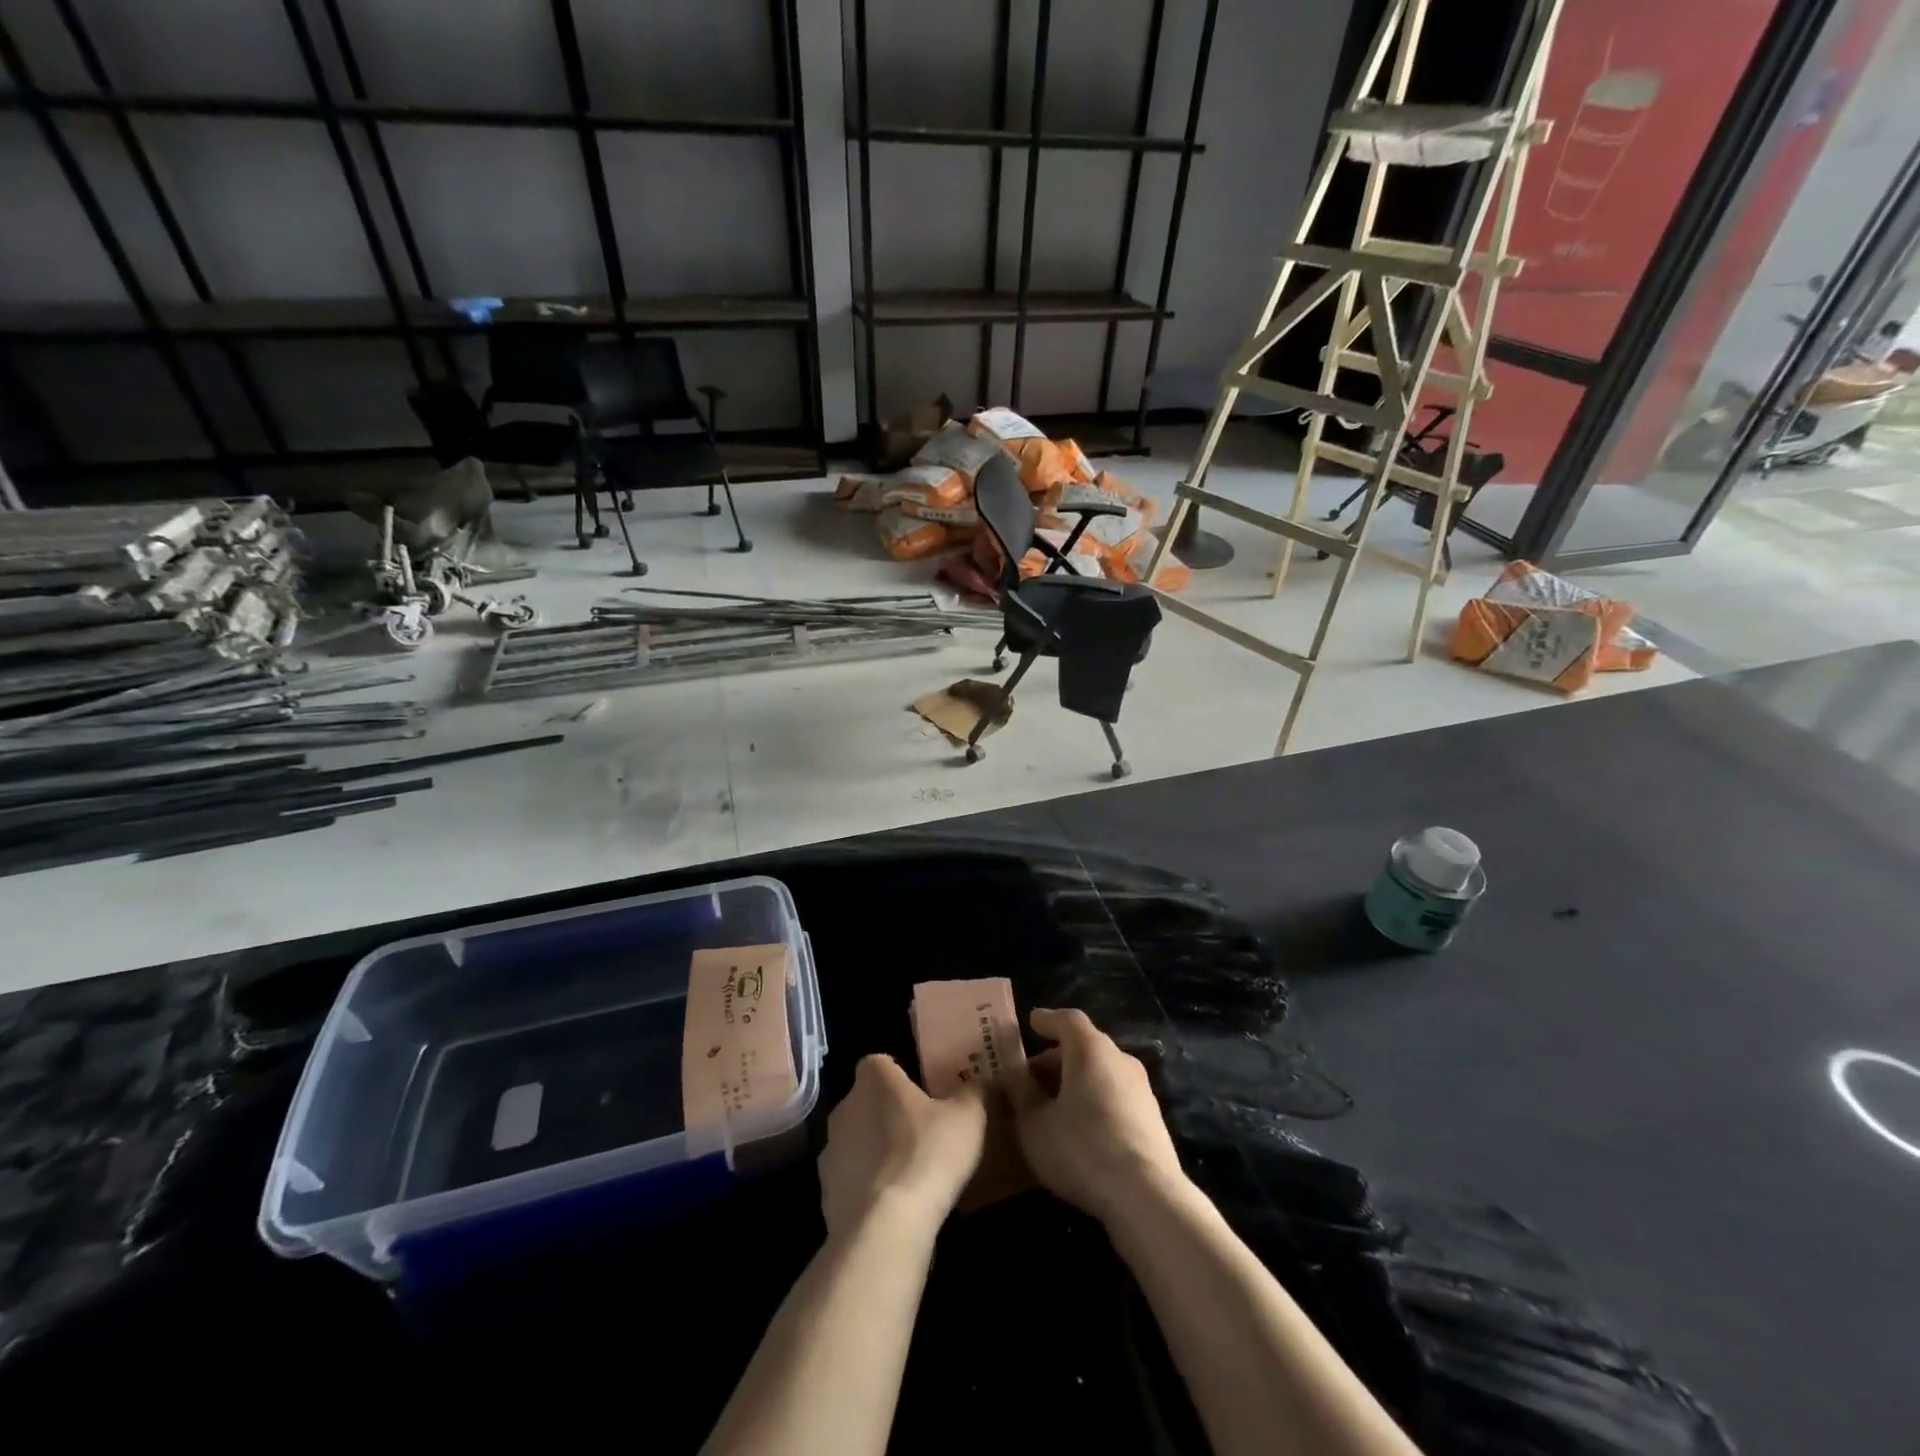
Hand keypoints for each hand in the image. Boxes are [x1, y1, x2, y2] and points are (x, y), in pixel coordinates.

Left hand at [818, 1054, 986, 1240]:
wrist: (885, 1226)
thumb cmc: (927, 1154)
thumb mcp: (967, 1117)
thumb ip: (972, 1092)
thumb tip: (977, 1081)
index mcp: (874, 1079)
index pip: (881, 1063)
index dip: (899, 1074)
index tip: (922, 1092)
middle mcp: (845, 1106)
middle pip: (867, 1100)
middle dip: (888, 1112)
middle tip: (921, 1131)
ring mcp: (830, 1149)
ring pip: (857, 1139)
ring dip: (875, 1149)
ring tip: (909, 1171)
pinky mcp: (825, 1190)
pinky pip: (850, 1177)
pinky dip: (867, 1184)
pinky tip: (892, 1202)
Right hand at [1008, 1007, 1184, 1222]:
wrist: (1146, 1197)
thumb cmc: (1081, 1148)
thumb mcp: (1034, 1124)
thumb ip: (1020, 1093)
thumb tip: (1012, 1074)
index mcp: (1090, 1049)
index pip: (1068, 1020)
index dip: (1047, 1020)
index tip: (1032, 1022)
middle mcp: (1120, 1059)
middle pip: (1084, 1047)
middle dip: (1055, 1060)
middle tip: (1030, 1081)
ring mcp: (1141, 1090)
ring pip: (1101, 1073)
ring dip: (1075, 1083)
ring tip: (1052, 1109)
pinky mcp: (1153, 1120)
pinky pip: (1115, 1097)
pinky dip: (1094, 1102)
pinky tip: (1080, 1130)